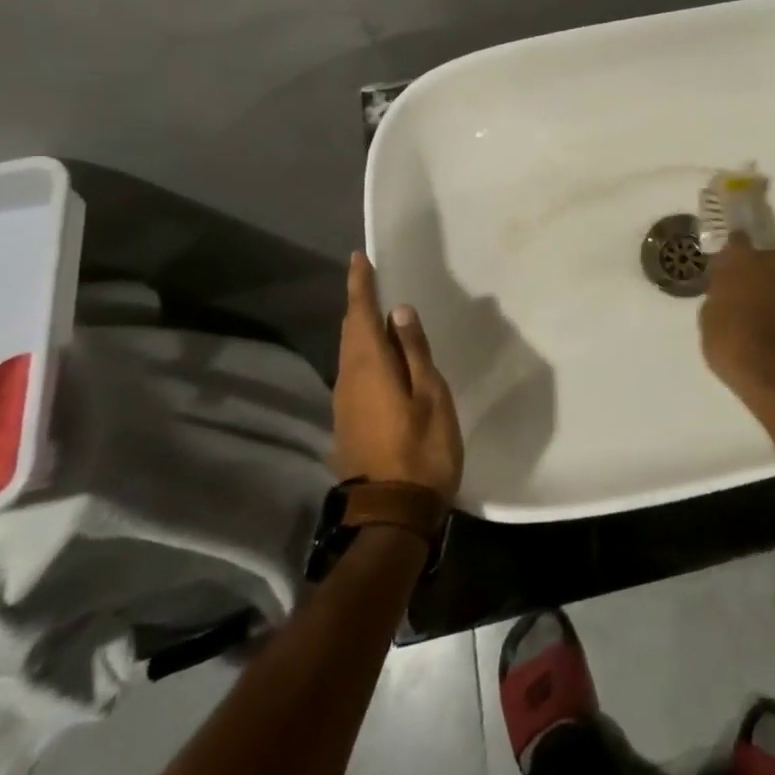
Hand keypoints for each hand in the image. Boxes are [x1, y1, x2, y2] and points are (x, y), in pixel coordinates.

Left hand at [335, 252, 463, 497]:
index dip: (360, 285)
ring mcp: (344, 404)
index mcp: (369, 368)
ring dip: (361, 329)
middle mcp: (348, 380)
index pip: (360, 315)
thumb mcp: (430, 395)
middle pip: (350, 332)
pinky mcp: (348, 422)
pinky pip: (354, 373)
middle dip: (359, 304)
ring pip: (350, 354)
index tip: (358, 258)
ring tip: (379, 312)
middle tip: (371, 279)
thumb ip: (414, 351)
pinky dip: (365, 353)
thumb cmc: (421, 449)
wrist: (391, 516)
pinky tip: (382, 357)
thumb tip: (398, 311)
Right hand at [699, 233, 774, 412]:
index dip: (735, 254)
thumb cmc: (737, 351)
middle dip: (765, 276)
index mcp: (742, 262)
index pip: (737, 242)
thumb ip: (720, 299)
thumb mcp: (710, 326)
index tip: (733, 268)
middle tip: (758, 303)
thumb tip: (727, 295)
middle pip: (770, 260)